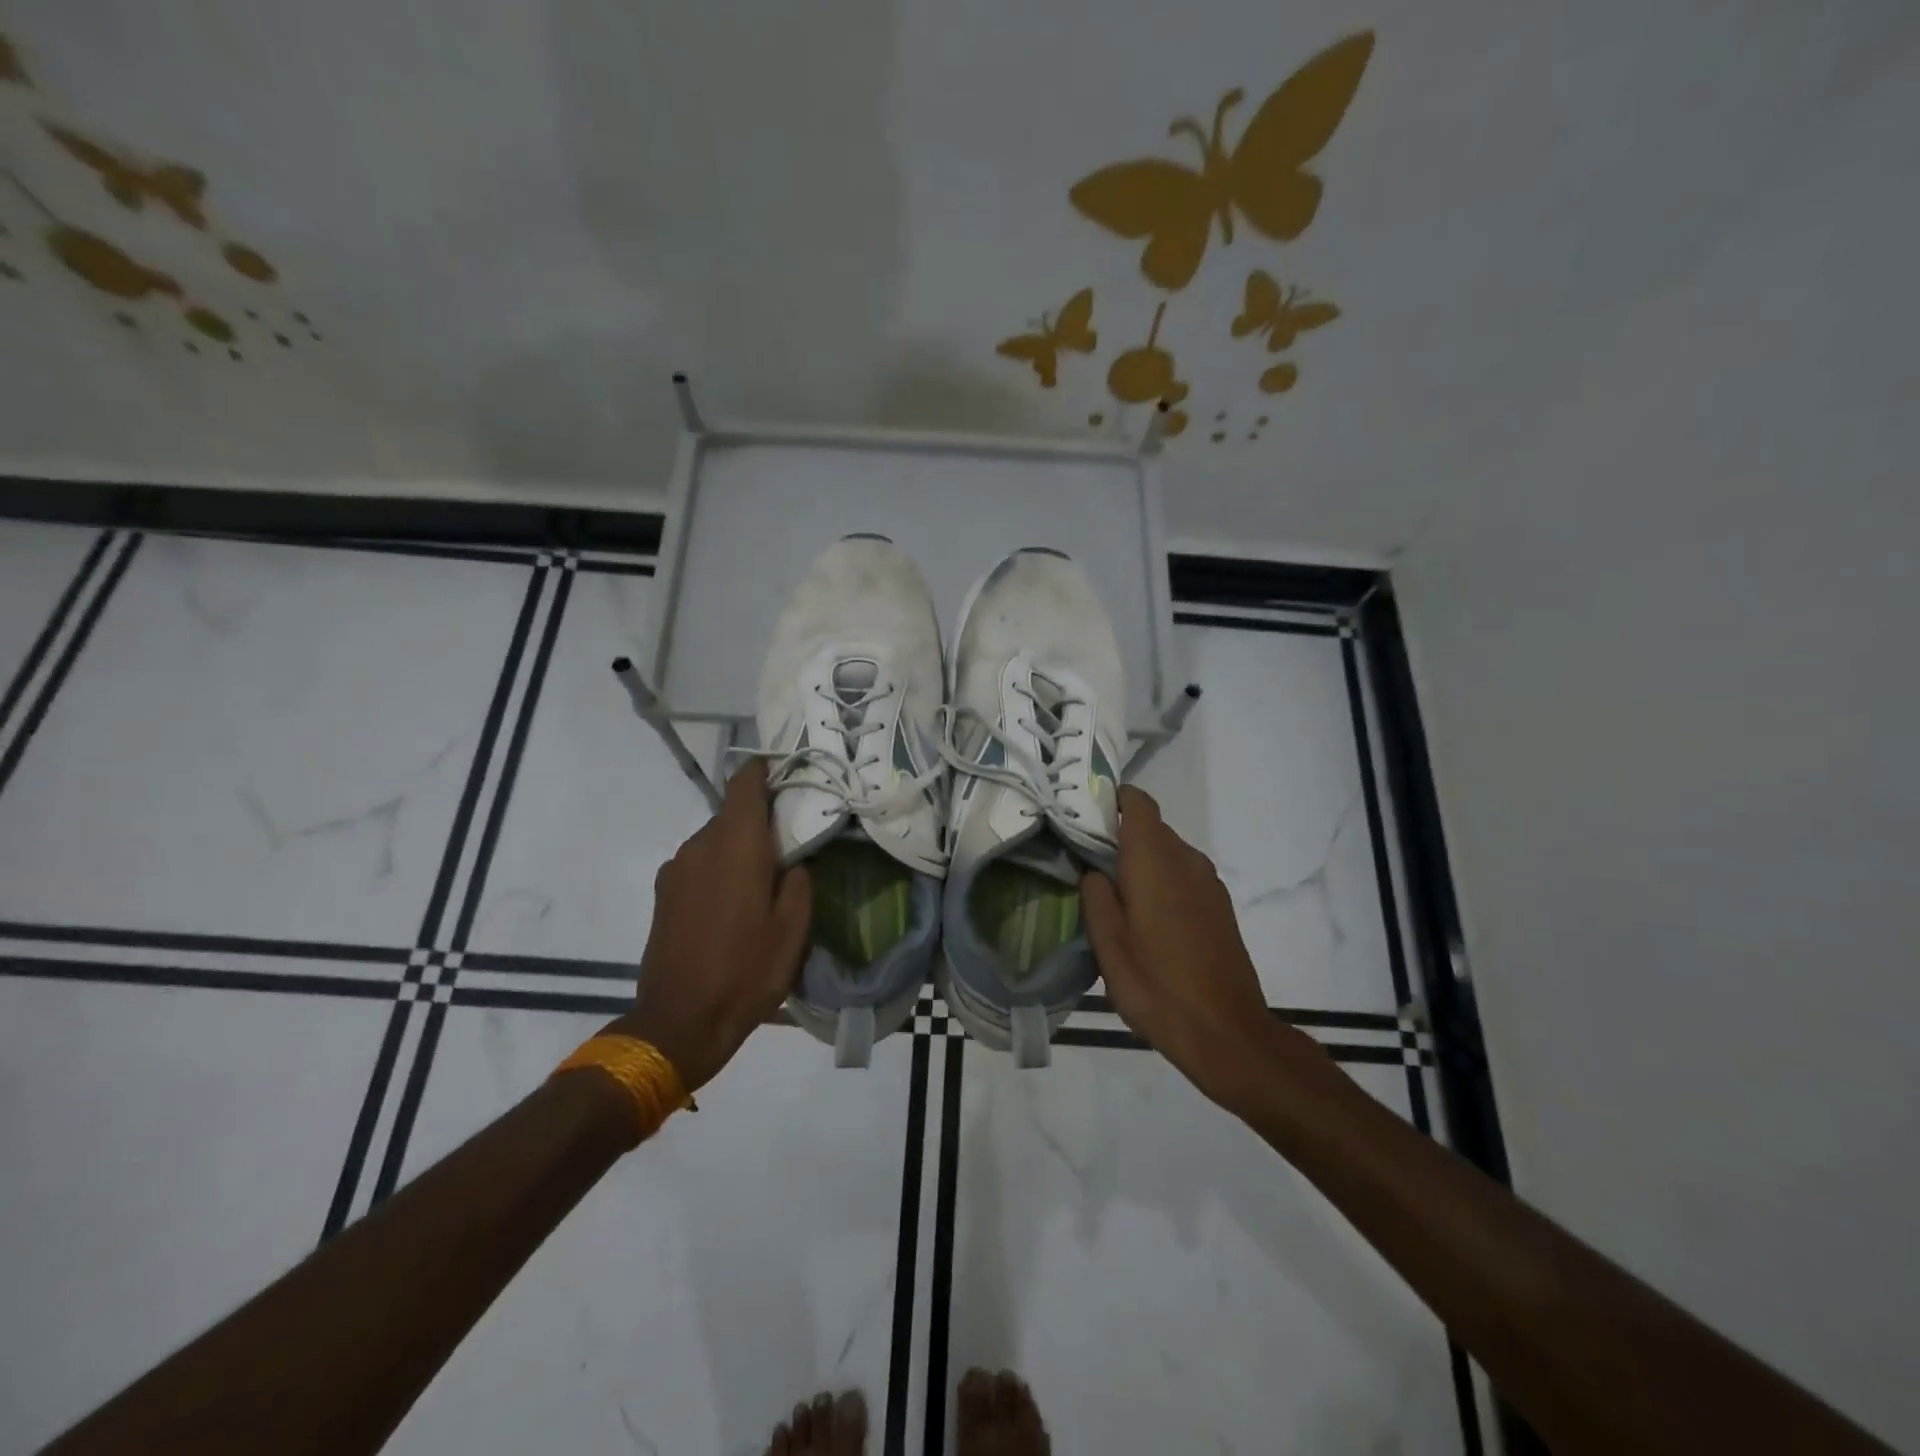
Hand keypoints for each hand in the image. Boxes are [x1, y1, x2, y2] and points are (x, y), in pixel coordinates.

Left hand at [613, 762, 811, 1092]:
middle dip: (761, 820)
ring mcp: (676, 869)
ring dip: (739, 848)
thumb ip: (798, 881)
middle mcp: (700, 845)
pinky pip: (698, 863)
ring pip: (715, 840)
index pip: (745, 784)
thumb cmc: (746, 972)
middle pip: (732, 813)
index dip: (765, 771)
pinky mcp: (663, 893)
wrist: (679, 1022)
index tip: (788, 774)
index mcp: (736, 845)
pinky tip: (733, 904)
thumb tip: (793, 860)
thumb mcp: (793, 929)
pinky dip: (719, 869)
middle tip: (790, 842)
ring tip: (763, 880)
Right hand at [1082, 786, 1330, 1109]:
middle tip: (1085, 864)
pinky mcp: (1220, 905)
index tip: (1083, 818)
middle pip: (1150, 828)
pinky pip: (1183, 875)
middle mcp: (1187, 860)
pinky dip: (1161, 881)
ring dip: (1140, 863)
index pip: (1137, 802)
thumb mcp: (1109, 946)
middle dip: (1118, 837)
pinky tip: (1146, 920)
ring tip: (1114, 897)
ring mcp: (1208, 882)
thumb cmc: (1158, 987)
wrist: (1228, 1033)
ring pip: (1167, 853)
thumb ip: (1095, 897)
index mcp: (1155, 861)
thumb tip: (1093, 870)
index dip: (1111, 800)